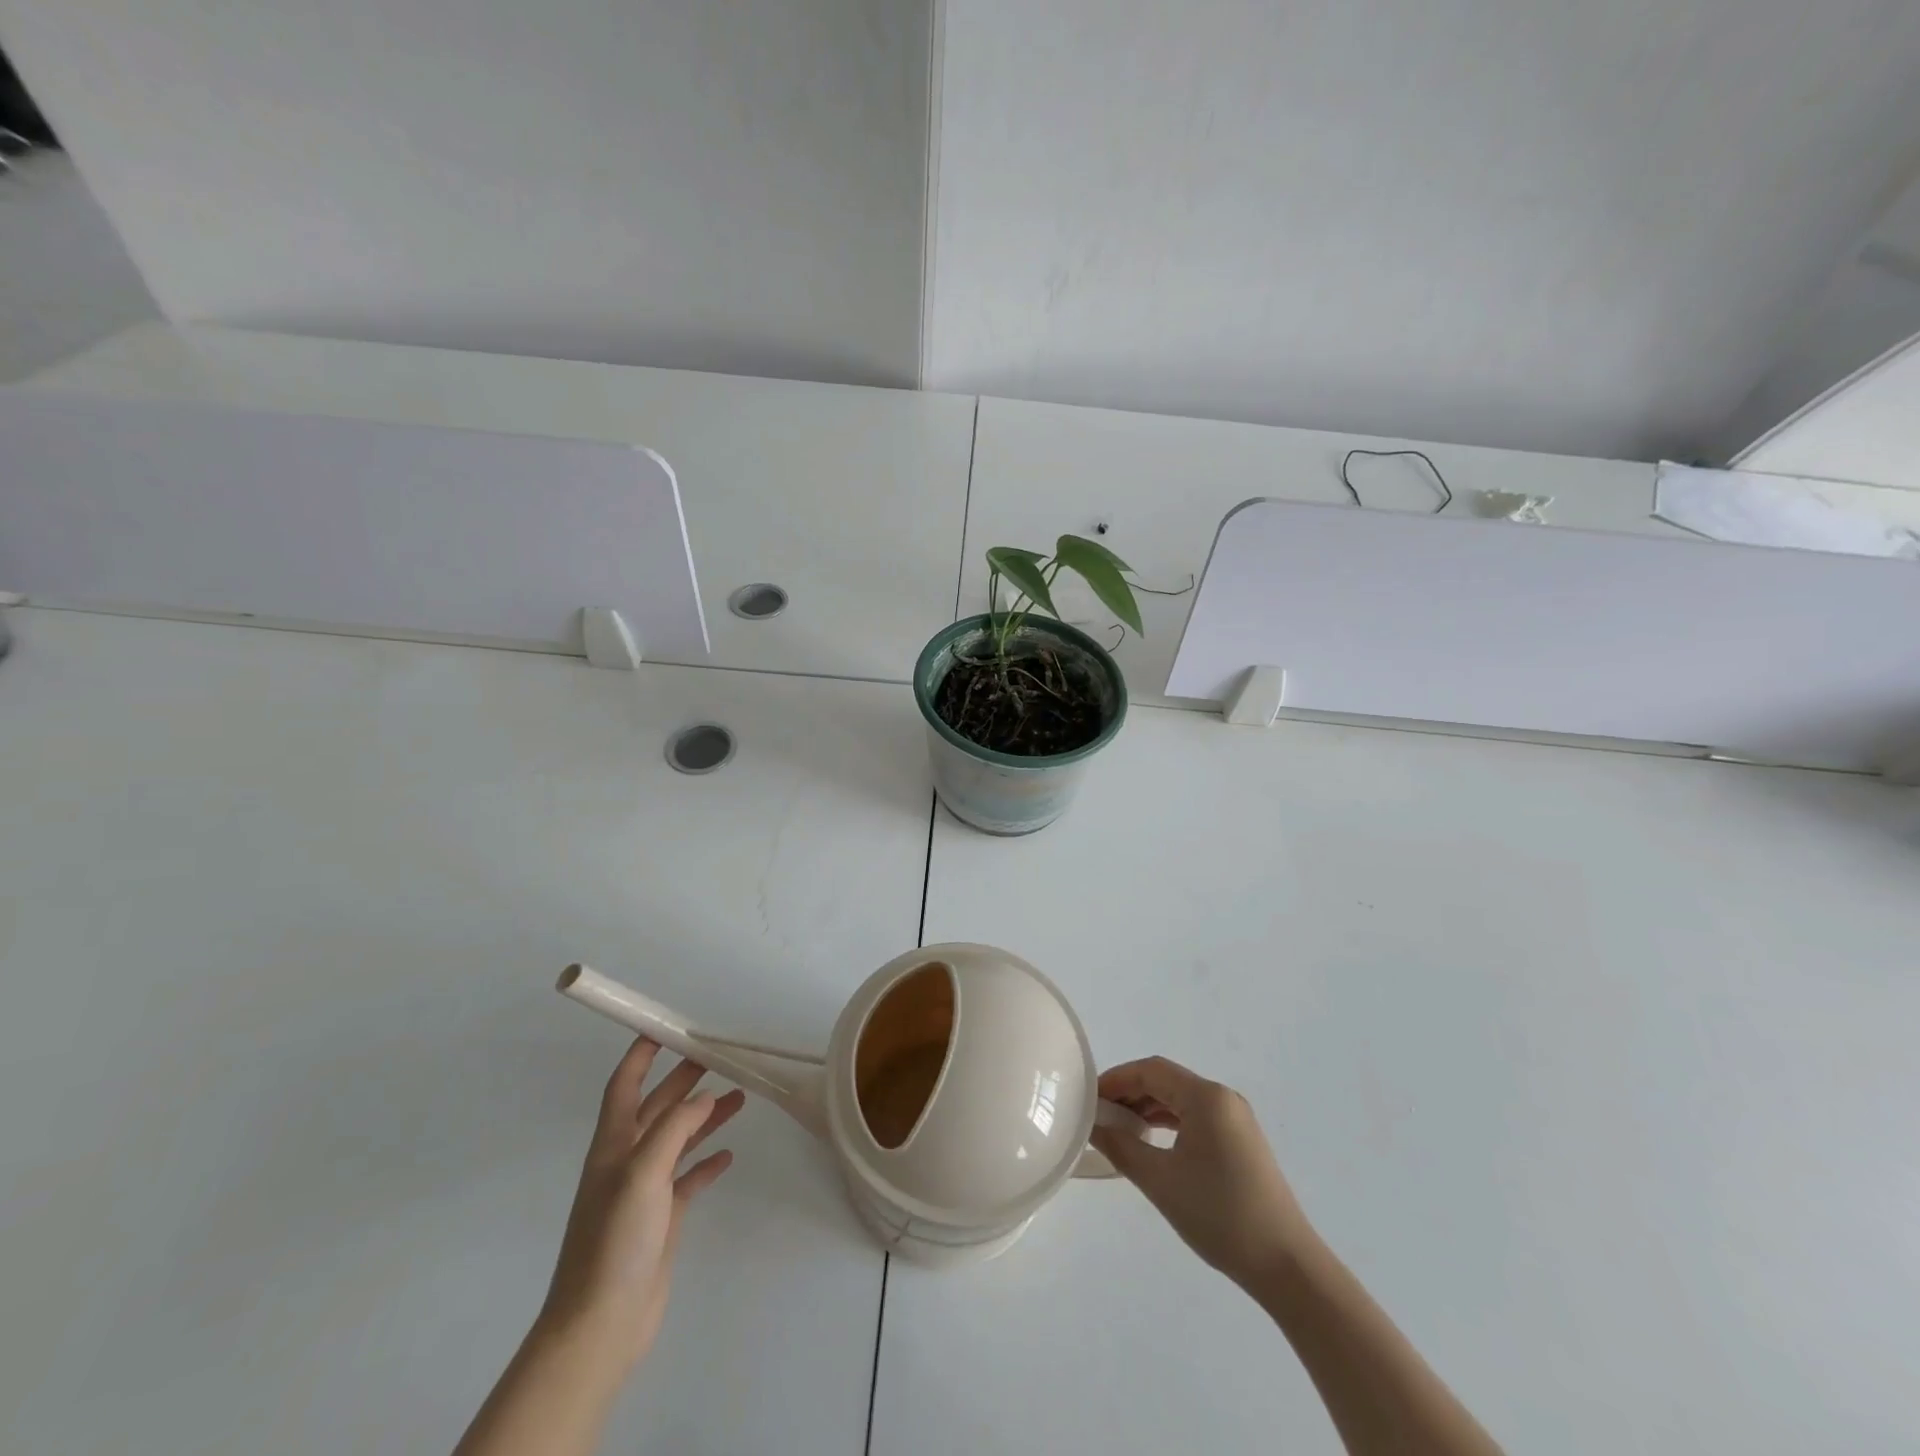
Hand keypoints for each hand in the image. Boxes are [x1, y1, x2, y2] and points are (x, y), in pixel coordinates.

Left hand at [538, 1038, 746, 1370]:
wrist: (600, 1325)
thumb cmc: (615, 1240)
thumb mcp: (642, 1174)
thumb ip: (675, 1129)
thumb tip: (704, 1098)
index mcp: (613, 1145)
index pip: (624, 1086)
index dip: (640, 1055)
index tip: (664, 1028)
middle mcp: (627, 1161)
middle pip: (658, 1107)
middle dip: (684, 1080)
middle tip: (718, 1058)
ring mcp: (645, 1191)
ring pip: (679, 1139)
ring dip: (704, 1117)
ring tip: (739, 1098)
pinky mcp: (662, 1219)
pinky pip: (688, 1178)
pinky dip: (706, 1162)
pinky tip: (727, 1156)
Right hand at [1090, 1056, 1312, 1288]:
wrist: (1286, 1265)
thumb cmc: (1219, 1215)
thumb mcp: (1160, 1181)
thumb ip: (1121, 1147)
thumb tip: (1095, 1126)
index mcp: (1206, 1097)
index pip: (1151, 1070)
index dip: (1117, 1079)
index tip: (1090, 1098)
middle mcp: (1223, 1098)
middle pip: (1166, 1081)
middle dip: (1130, 1093)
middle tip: (1100, 1115)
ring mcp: (1236, 1120)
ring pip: (1181, 1099)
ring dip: (1148, 1108)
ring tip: (1119, 1130)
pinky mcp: (1242, 1142)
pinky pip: (1196, 1117)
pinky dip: (1169, 1123)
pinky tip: (1152, 1143)